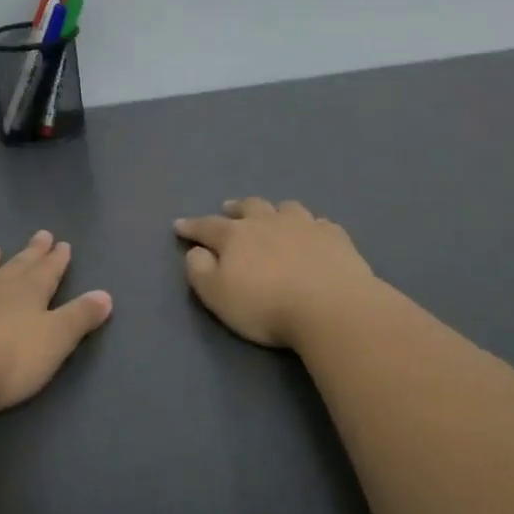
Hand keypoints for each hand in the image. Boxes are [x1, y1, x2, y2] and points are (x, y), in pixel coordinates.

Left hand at [0, 230, 112, 414]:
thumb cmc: (6, 361)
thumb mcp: (55, 341)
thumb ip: (79, 317)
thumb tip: (105, 294)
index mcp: (29, 293)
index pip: (48, 271)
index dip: (57, 259)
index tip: (63, 244)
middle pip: (17, 266)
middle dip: (32, 253)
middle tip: (41, 235)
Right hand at [174, 198, 378, 348]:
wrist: (331, 307)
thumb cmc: (266, 306)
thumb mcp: (217, 295)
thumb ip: (200, 270)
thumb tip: (196, 251)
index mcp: (236, 235)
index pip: (207, 226)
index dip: (191, 226)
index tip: (179, 225)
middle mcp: (268, 221)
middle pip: (249, 206)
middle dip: (235, 208)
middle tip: (229, 209)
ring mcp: (305, 225)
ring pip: (286, 208)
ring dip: (275, 211)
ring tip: (273, 216)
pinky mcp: (335, 237)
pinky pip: (320, 224)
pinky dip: (311, 226)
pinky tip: (314, 233)